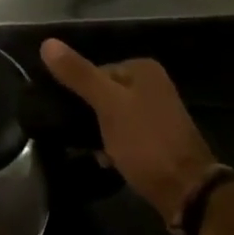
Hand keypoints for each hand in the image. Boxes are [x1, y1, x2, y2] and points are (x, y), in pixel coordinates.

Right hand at [40, 39, 216, 223]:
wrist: (187, 191)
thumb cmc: (145, 142)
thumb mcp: (108, 105)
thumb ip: (79, 75)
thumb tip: (47, 43)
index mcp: (143, 69)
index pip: (95, 71)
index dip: (80, 93)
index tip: (70, 115)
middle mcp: (153, 85)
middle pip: (104, 93)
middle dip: (89, 115)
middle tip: (78, 135)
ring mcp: (157, 112)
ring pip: (112, 116)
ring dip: (99, 133)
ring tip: (93, 151)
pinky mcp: (157, 138)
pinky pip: (125, 134)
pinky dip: (114, 146)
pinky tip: (107, 161)